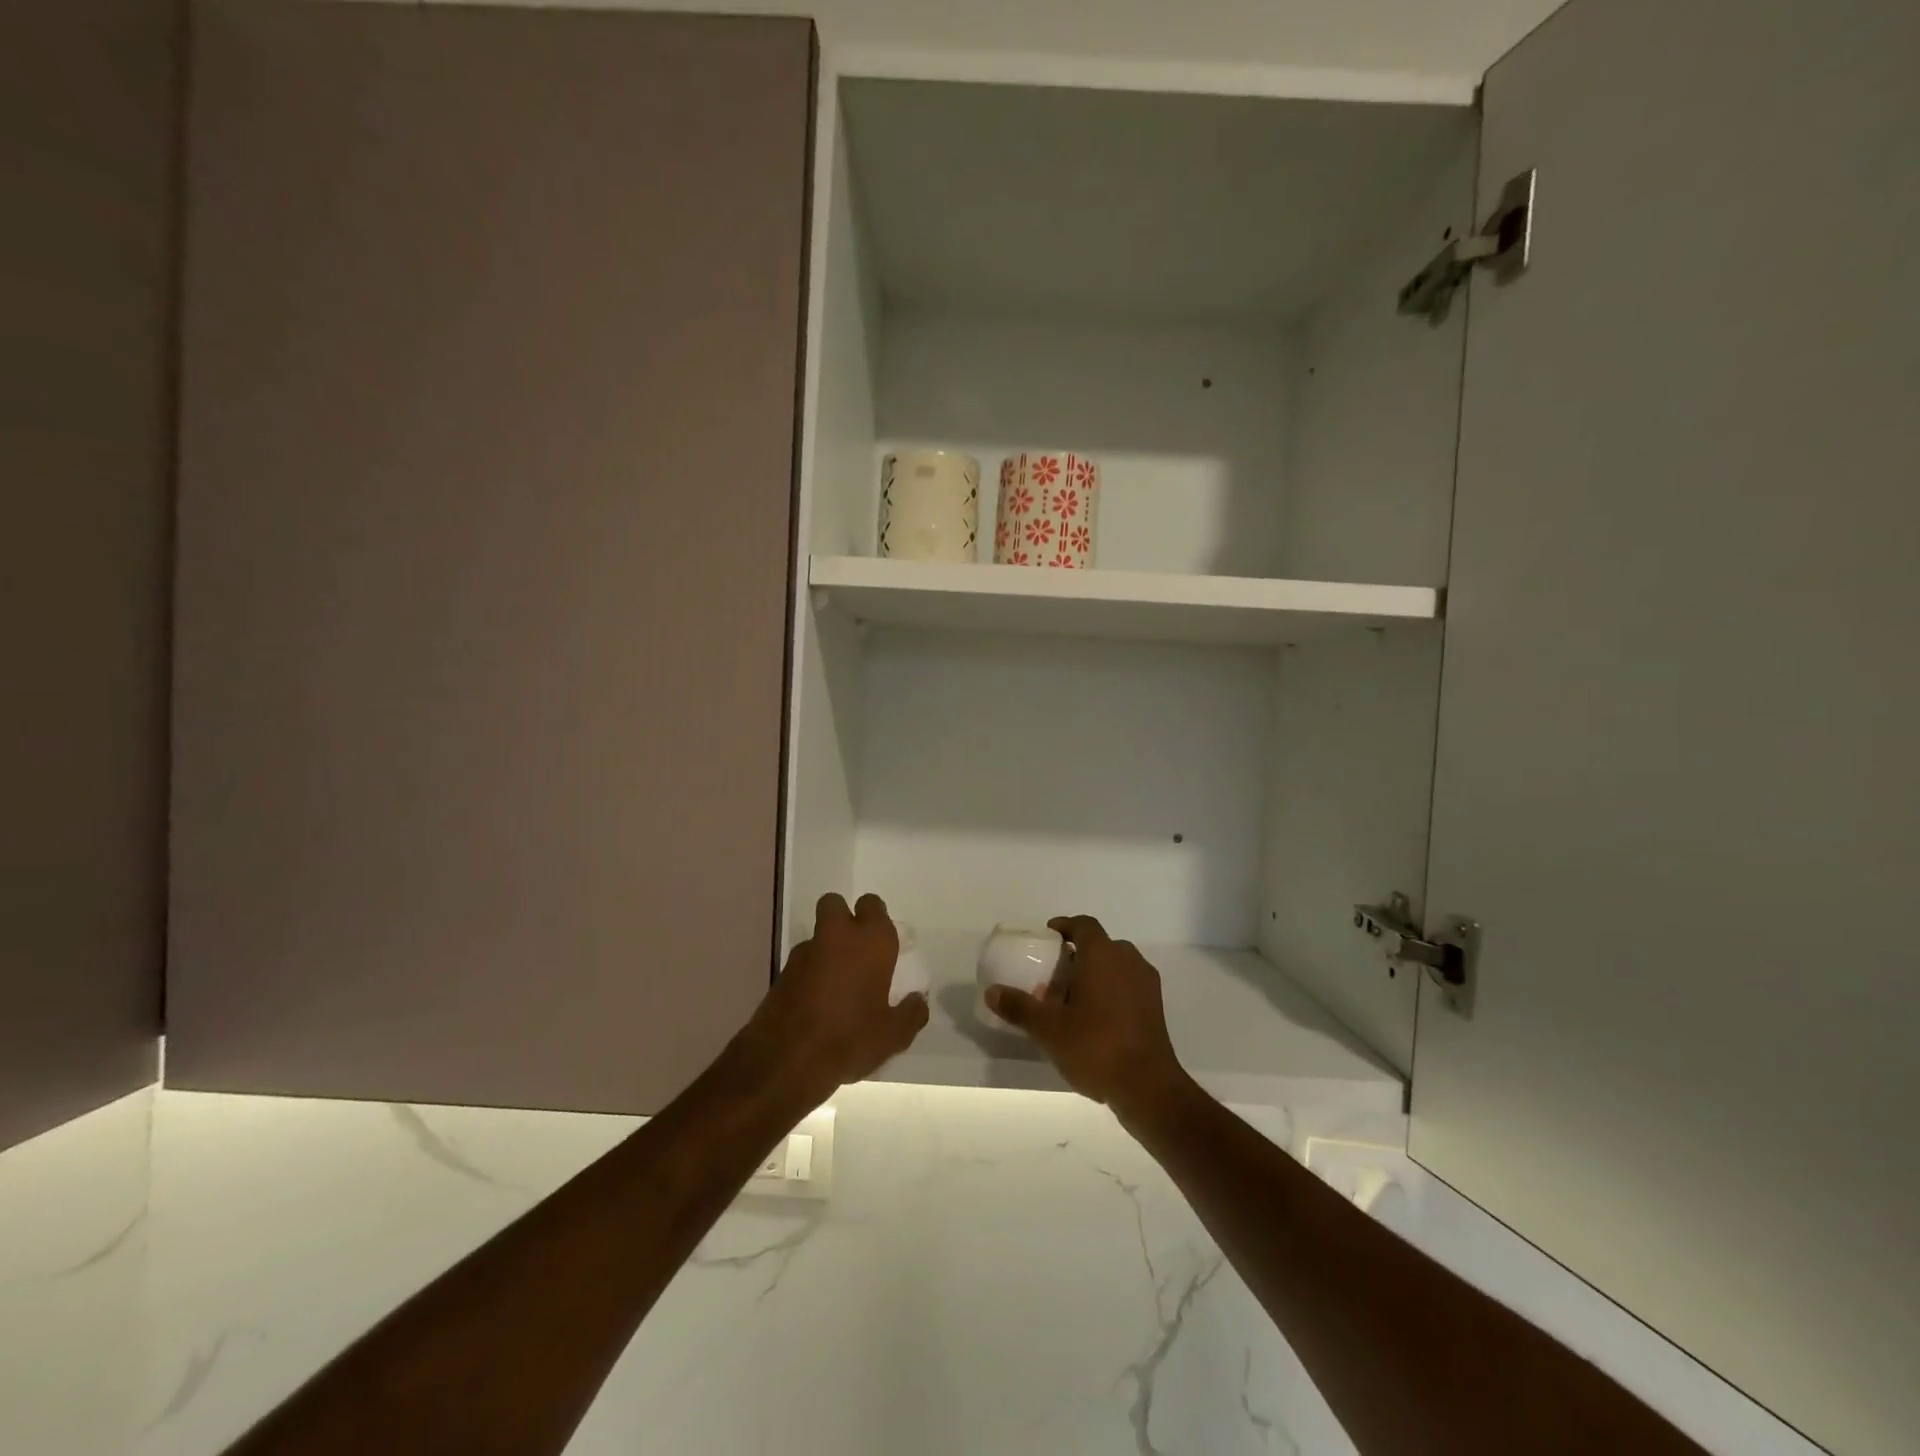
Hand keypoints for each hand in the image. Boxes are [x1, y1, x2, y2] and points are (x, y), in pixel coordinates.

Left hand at [742, 893, 927, 1099]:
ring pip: (817, 935)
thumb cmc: (850, 1038)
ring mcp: (804, 953)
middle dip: (843, 917)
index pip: (873, 905)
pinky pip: (802, 963)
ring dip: (826, 949)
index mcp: (870, 940)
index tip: (883, 943)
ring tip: (838, 986)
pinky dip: (810, 974)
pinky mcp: (782, 973)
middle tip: (856, 949)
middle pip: (835, 904)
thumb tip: (917, 1000)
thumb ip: (911, 1012)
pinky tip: (817, 1005)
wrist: (787, 1061)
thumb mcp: (894, 1035)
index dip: (876, 919)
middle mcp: (836, 936)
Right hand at [985, 915, 1192, 1121]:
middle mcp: (1128, 960)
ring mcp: (1146, 984)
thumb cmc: (1095, 1046)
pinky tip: (1095, 1019)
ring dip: (1096, 974)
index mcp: (1103, 954)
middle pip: (1100, 945)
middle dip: (1077, 955)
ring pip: (1116, 966)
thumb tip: (992, 992)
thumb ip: (1020, 1007)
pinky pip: (1128, 986)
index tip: (1047, 938)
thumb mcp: (1048, 1029)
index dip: (1064, 927)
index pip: (1083, 925)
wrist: (1148, 1087)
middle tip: (1055, 976)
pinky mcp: (1156, 1008)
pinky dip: (1111, 991)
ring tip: (1072, 1000)